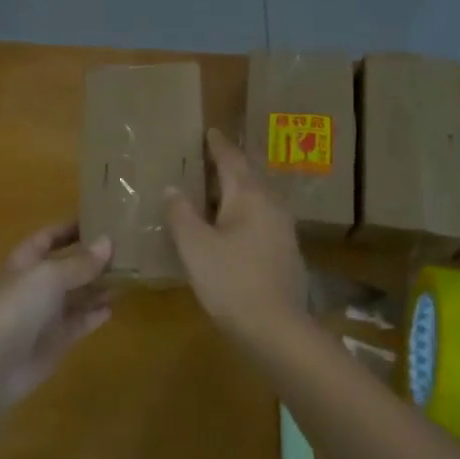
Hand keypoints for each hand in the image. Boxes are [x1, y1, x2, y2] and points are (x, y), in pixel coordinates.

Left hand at [0, 222, 113, 411]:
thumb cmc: (17, 307)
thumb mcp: (50, 276)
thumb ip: (80, 262)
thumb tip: (108, 242)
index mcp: (26, 260)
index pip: (50, 237)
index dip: (71, 228)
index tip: (101, 220)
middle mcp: (35, 284)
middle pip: (67, 266)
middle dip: (92, 258)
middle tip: (127, 249)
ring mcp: (45, 314)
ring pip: (77, 295)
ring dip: (98, 286)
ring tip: (129, 275)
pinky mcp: (55, 341)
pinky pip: (80, 322)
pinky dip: (95, 315)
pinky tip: (113, 307)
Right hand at [165, 128, 308, 344]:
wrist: (275, 327)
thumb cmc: (230, 280)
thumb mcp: (195, 246)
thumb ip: (181, 214)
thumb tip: (173, 189)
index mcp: (250, 196)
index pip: (232, 160)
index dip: (218, 145)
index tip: (210, 131)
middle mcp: (271, 204)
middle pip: (249, 176)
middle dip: (230, 166)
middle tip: (210, 158)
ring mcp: (283, 229)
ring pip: (257, 199)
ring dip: (238, 191)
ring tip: (216, 192)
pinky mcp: (286, 251)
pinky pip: (262, 219)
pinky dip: (244, 214)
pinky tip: (231, 228)